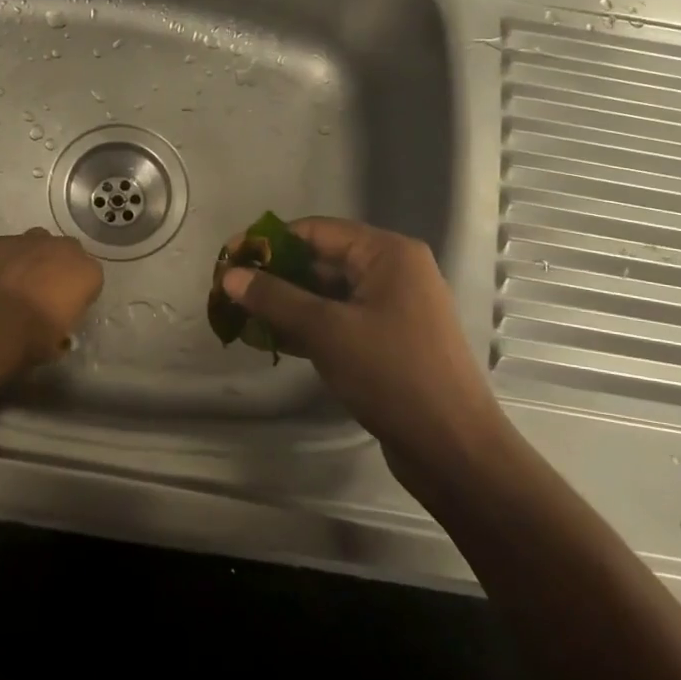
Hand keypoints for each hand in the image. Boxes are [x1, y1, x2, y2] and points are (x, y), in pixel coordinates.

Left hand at [0, 228, 103, 367]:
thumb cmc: (31, 338)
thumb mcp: (58, 344)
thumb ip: (62, 330)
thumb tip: (56, 335)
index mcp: (87, 273)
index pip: (91, 280)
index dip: (78, 295)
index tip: (66, 310)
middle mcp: (64, 249)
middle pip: (67, 253)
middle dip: (59, 268)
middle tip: (44, 293)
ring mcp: (30, 240)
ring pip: (39, 242)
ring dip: (34, 257)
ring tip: (19, 282)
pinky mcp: (0, 241)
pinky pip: (8, 247)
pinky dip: (5, 260)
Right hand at [219, 218, 505, 487]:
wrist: (453, 448)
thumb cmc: (392, 375)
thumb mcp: (327, 331)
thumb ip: (276, 298)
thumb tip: (230, 275)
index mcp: (387, 254)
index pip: (315, 231)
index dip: (268, 242)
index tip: (227, 259)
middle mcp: (392, 272)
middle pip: (321, 260)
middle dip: (274, 275)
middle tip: (229, 292)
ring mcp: (392, 308)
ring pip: (327, 294)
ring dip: (286, 304)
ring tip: (240, 317)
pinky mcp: (388, 341)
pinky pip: (338, 321)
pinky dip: (306, 327)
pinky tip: (270, 340)